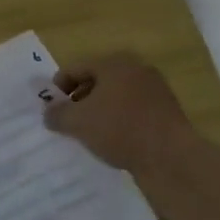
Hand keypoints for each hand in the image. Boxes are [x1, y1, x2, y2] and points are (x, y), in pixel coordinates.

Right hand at [44, 53, 195, 172]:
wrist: (171, 157)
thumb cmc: (120, 129)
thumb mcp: (79, 122)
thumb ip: (58, 114)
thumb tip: (48, 112)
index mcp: (114, 63)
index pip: (76, 68)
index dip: (58, 86)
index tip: (50, 108)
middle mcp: (136, 69)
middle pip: (97, 80)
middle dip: (80, 99)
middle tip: (68, 120)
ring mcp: (155, 89)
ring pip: (116, 96)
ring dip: (100, 111)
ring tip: (89, 133)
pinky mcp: (166, 111)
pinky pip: (133, 111)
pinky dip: (119, 121)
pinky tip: (114, 141)